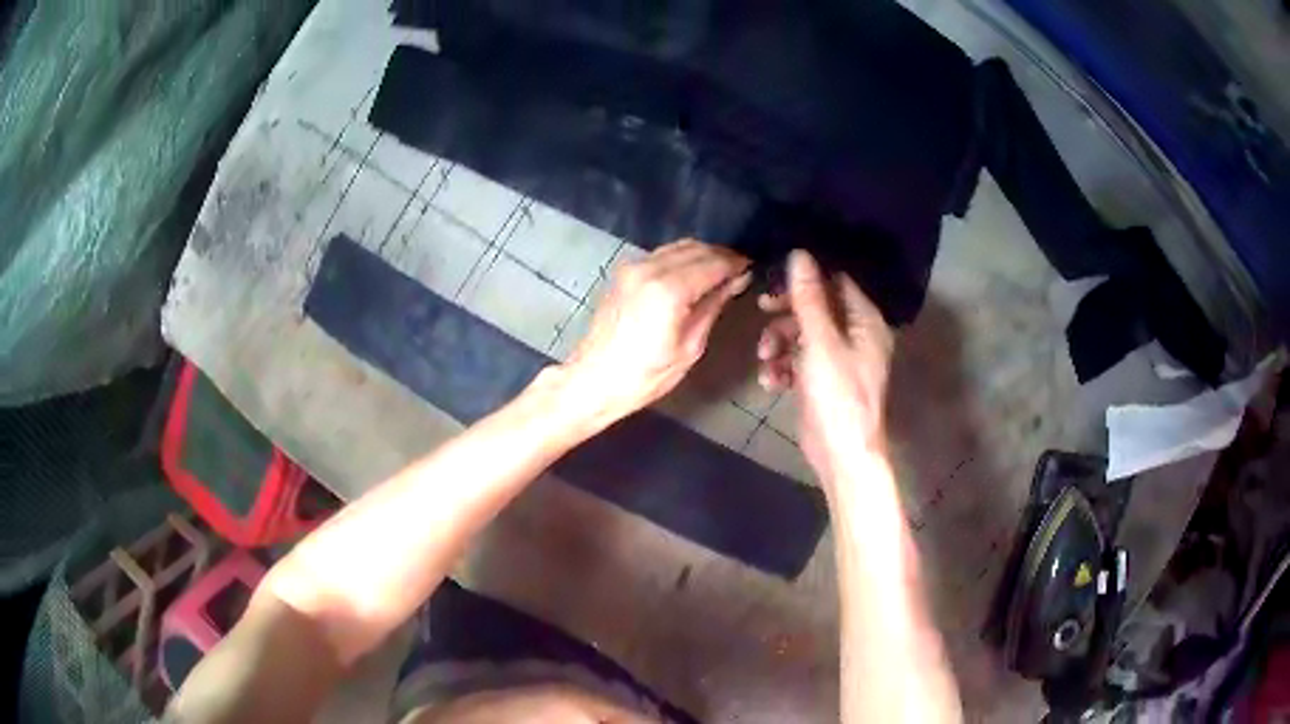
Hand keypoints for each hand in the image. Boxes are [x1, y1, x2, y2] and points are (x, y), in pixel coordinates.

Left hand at [561, 239, 750, 428]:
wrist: (594, 379)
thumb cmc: (645, 375)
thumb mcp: (690, 346)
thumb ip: (713, 305)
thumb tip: (735, 281)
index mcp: (669, 289)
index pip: (713, 263)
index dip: (736, 264)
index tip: (752, 269)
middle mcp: (649, 268)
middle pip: (696, 248)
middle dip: (721, 256)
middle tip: (739, 272)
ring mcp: (632, 266)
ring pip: (678, 247)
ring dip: (701, 255)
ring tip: (719, 274)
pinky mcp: (624, 272)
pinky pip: (661, 255)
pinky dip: (682, 259)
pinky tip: (692, 276)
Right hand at [757, 250, 893, 483]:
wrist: (840, 453)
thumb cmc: (838, 395)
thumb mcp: (819, 342)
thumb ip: (808, 298)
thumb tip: (800, 254)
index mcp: (865, 321)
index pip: (836, 282)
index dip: (806, 279)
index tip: (775, 281)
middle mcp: (855, 335)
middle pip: (816, 307)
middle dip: (786, 314)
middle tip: (762, 312)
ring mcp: (838, 359)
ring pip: (801, 334)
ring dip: (778, 343)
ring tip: (766, 360)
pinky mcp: (821, 379)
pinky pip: (798, 360)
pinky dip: (783, 366)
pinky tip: (770, 382)